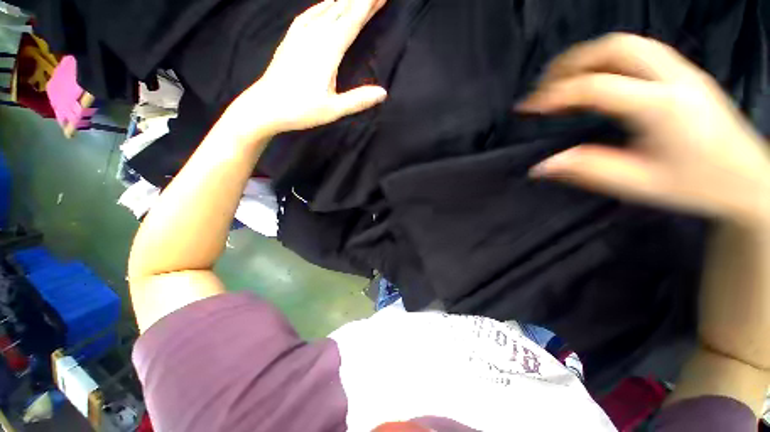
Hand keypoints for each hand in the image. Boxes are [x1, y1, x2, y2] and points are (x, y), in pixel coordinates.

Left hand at [227, 0, 387, 138]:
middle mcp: (314, 36)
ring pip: (325, 9)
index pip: (351, 21)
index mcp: (327, 51)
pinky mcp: (290, 38)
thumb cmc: (300, 110)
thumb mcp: (333, 109)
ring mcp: (300, 35)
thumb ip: (358, 100)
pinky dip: (321, 6)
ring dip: (343, 0)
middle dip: (359, 0)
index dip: (367, 6)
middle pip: (341, 11)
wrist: (265, 106)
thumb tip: (383, 93)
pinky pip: (309, 15)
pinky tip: (326, 4)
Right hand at [518, 33, 769, 227]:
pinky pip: (638, 49)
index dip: (554, 95)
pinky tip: (594, 77)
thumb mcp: (637, 185)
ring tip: (561, 80)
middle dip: (569, 64)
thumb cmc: (696, 186)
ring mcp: (682, 69)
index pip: (597, 87)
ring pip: (625, 43)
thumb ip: (587, 170)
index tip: (525, 108)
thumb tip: (540, 167)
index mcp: (662, 107)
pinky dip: (605, 57)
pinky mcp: (684, 71)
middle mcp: (673, 77)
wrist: (748, 180)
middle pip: (612, 48)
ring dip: (586, 56)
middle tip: (542, 89)